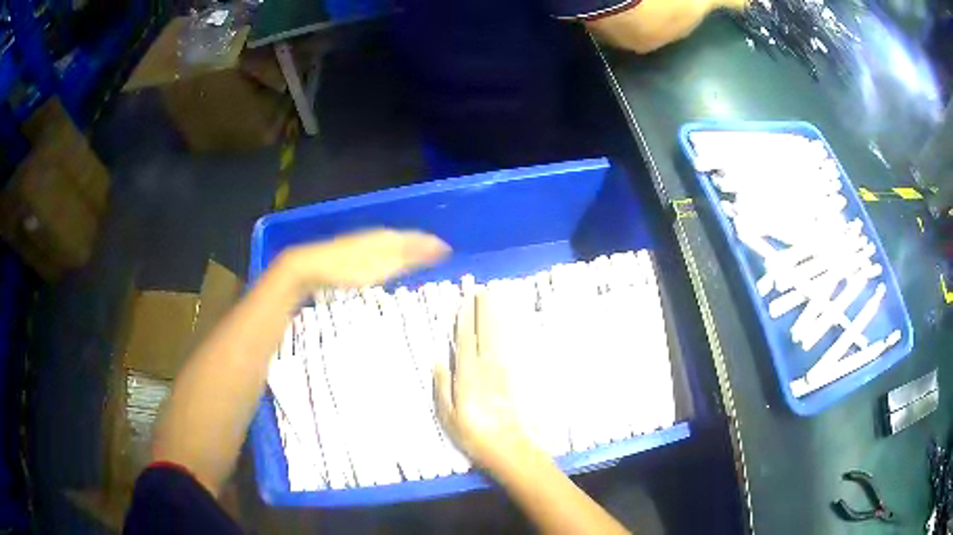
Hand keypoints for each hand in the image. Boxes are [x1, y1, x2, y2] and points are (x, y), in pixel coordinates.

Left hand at [279, 228, 449, 289]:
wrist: (312, 266)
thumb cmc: (349, 268)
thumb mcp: (382, 265)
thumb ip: (409, 257)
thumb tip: (438, 247)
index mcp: (386, 236)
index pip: (414, 237)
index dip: (430, 244)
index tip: (446, 250)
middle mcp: (376, 235)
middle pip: (403, 237)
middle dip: (420, 243)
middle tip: (436, 251)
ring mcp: (362, 241)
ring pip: (390, 241)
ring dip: (406, 247)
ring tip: (417, 254)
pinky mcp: (350, 250)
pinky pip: (378, 247)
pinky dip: (390, 251)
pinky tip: (387, 259)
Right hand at [434, 290, 534, 470]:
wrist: (507, 447)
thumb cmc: (471, 434)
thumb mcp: (447, 415)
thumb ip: (442, 386)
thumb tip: (438, 361)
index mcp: (467, 376)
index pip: (465, 340)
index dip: (465, 320)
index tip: (465, 301)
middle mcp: (486, 368)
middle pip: (484, 333)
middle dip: (483, 311)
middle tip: (483, 289)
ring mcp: (501, 371)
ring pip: (497, 337)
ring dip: (494, 317)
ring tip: (493, 299)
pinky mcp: (511, 377)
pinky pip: (506, 348)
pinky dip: (504, 333)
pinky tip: (503, 326)